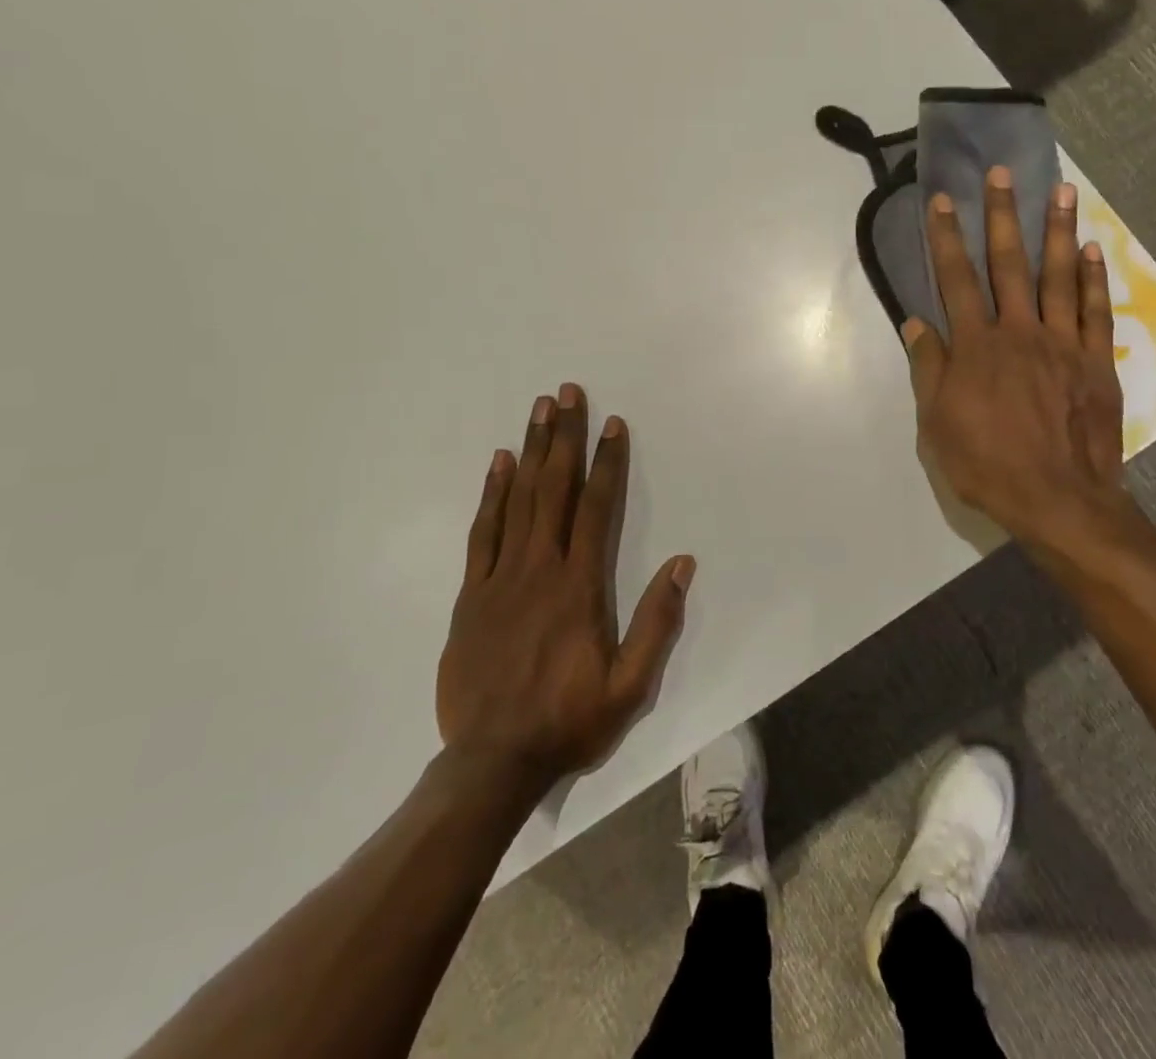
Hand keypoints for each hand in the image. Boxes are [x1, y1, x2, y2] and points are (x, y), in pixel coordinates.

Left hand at [436, 384, 692, 794]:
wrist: (491, 762)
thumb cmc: (568, 720)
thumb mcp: (629, 686)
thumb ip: (657, 623)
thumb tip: (682, 564)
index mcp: (579, 587)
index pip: (597, 509)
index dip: (607, 463)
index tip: (613, 424)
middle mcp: (539, 569)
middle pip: (554, 489)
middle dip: (565, 437)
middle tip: (568, 392)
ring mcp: (500, 578)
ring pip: (518, 500)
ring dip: (532, 451)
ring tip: (539, 410)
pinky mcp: (472, 594)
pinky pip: (483, 532)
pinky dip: (491, 493)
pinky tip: (499, 463)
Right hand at [904, 168, 1129, 554]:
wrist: (1058, 500)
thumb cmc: (988, 465)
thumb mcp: (938, 424)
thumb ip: (929, 369)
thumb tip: (916, 323)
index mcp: (977, 347)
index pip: (956, 280)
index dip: (946, 238)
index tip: (943, 200)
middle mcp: (1019, 332)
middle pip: (1009, 264)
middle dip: (1002, 215)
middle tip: (1003, 173)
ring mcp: (1063, 343)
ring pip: (1059, 276)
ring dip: (1057, 231)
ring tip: (1061, 190)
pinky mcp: (1095, 362)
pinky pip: (1095, 312)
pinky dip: (1093, 279)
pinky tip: (1091, 250)